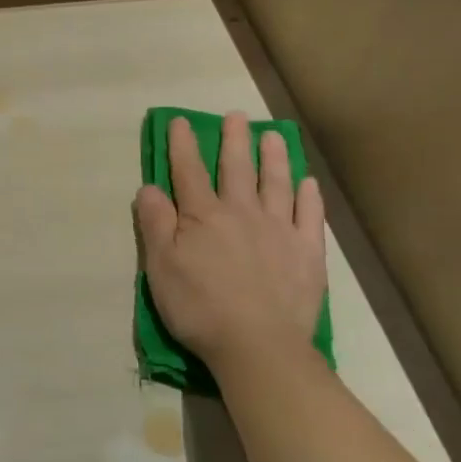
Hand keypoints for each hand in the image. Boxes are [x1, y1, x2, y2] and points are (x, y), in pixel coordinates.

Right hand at [134, 112, 327, 384]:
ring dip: (274, 157)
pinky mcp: (307, 252)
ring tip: (273, 136)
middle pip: (237, 168)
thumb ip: (154, 224)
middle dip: (234, 140)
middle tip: (236, 116)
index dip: (182, 144)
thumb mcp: (160, 267)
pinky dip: (309, 196)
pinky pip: (311, 216)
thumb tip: (149, 187)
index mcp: (203, 216)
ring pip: (276, 183)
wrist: (258, 345)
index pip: (189, 171)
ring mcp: (279, 230)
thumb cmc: (199, 308)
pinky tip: (308, 183)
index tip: (180, 121)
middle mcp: (242, 212)